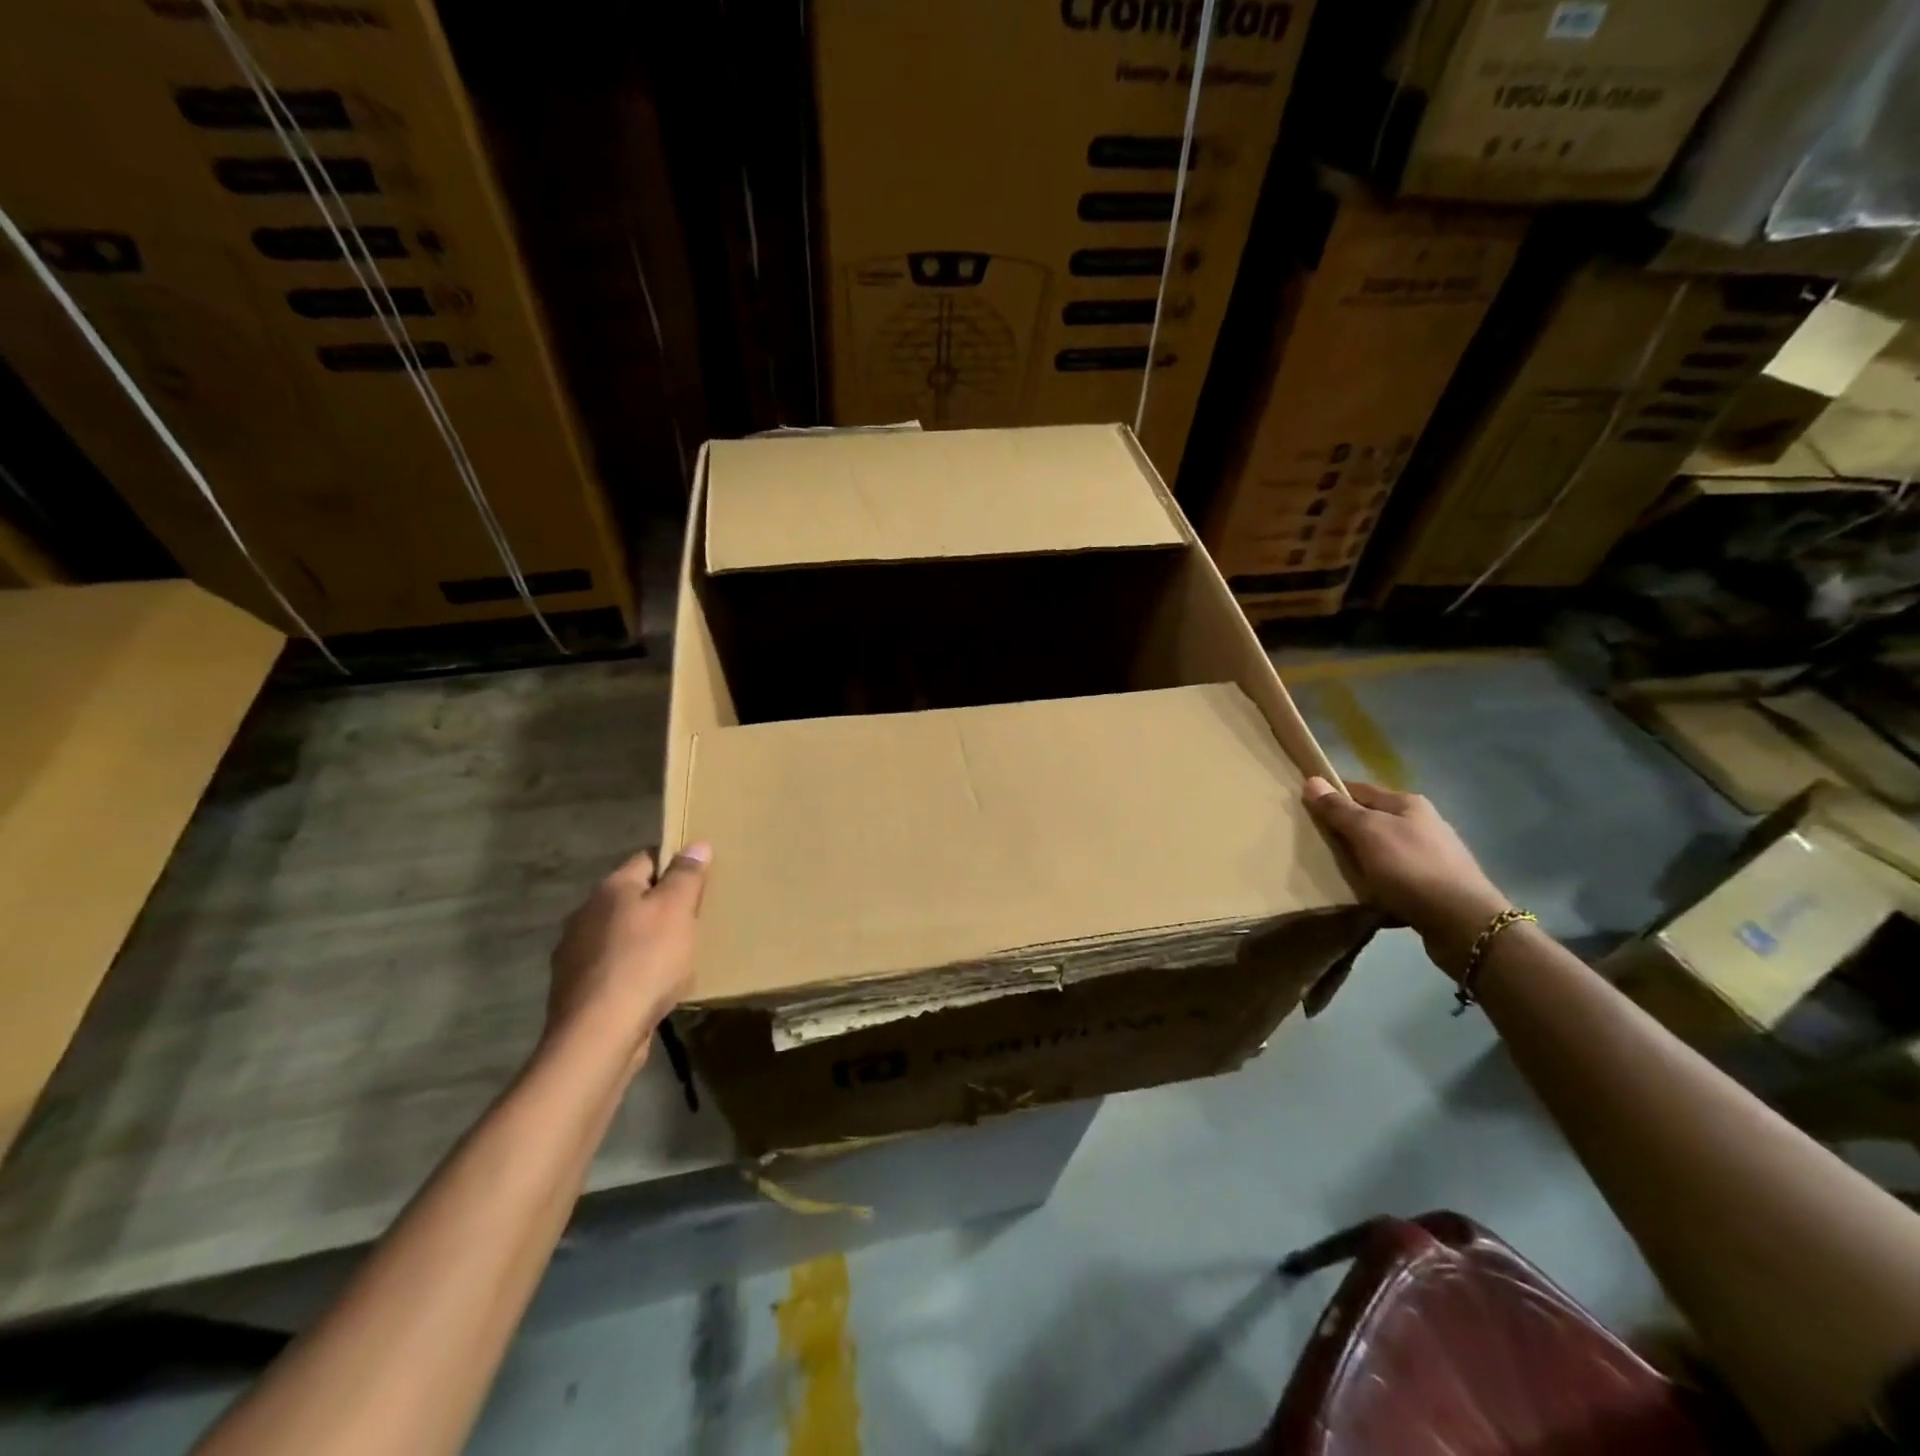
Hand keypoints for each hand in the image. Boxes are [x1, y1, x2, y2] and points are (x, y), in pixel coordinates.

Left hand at [545, 842, 710, 1070]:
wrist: (599, 1033)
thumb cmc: (646, 961)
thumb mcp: (678, 910)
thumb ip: (686, 875)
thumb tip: (696, 844)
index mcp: (612, 887)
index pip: (647, 859)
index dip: (674, 867)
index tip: (698, 885)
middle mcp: (585, 912)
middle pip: (631, 898)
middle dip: (658, 907)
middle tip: (690, 923)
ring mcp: (574, 951)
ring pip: (619, 933)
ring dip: (641, 940)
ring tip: (671, 958)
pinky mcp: (573, 987)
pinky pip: (610, 966)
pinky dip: (628, 970)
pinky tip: (647, 987)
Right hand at [1303, 778, 1510, 979]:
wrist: (1463, 922)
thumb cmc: (1411, 868)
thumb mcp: (1368, 833)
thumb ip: (1339, 809)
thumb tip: (1312, 781)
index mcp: (1407, 803)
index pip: (1359, 789)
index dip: (1331, 796)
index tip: (1304, 809)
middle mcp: (1422, 823)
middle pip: (1371, 819)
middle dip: (1344, 830)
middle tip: (1314, 844)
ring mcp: (1431, 854)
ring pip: (1382, 849)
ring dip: (1360, 858)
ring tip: (1335, 871)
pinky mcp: (1434, 884)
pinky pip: (1394, 875)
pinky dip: (1377, 880)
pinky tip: (1365, 893)